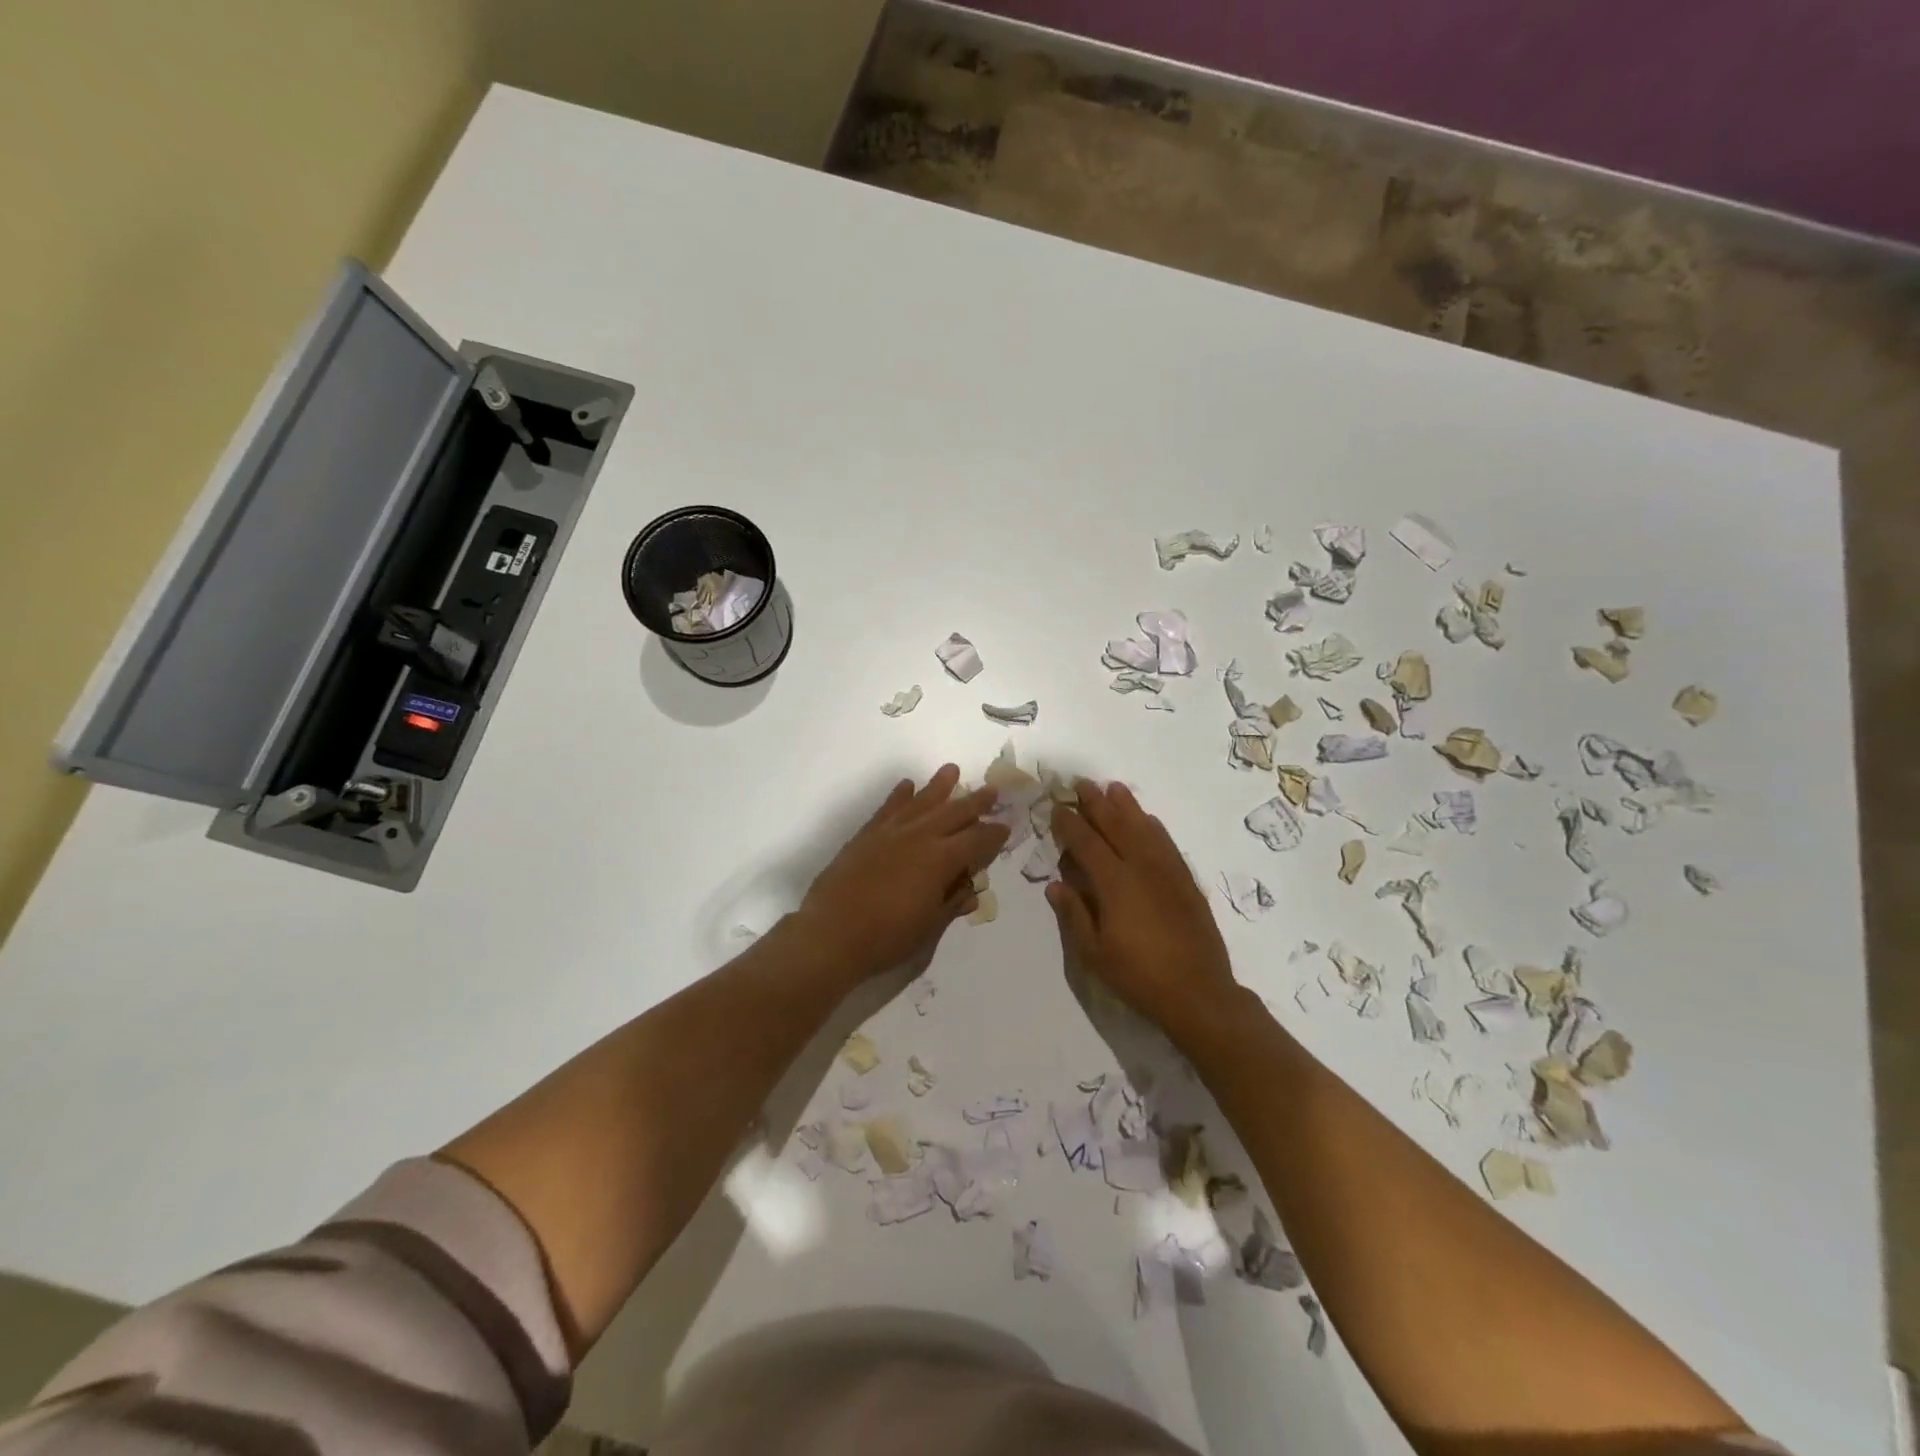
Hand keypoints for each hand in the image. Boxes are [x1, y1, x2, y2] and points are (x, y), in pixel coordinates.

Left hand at [796, 765, 1008, 981]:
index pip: (977, 840)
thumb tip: (970, 889)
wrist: (832, 933)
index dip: (994, 834)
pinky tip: (907, 785)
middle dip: (975, 802)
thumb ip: (951, 902)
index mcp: (941, 859)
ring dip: (939, 786)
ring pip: (921, 801)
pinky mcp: (867, 835)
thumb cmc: (887, 936)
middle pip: (953, 813)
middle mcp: (920, 837)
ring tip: (952, 770)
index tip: (1005, 827)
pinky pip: (888, 808)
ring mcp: (891, 832)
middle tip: (992, 791)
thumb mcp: (929, 926)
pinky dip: (899, 795)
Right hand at [1047, 780, 1237, 1031]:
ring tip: (1113, 788)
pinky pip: (1167, 843)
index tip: (1056, 808)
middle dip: (1096, 804)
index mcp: (1114, 883)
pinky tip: (1148, 819)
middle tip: (1081, 784)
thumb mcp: (1094, 953)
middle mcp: (1141, 867)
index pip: (1086, 843)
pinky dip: (1153, 826)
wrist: (1198, 993)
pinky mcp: (1186, 881)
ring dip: (1126, 806)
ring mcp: (1167, 872)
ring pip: (1144, 828)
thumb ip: (1074, 914)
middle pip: (1116, 826)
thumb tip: (1055, 884)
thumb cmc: (1139, 976)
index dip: (1069, 824)